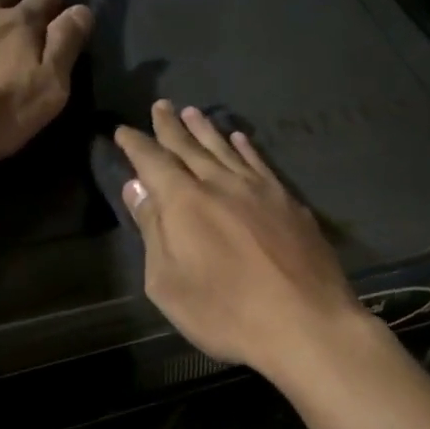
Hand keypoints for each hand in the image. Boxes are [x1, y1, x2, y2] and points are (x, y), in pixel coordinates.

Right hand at [114, 101, 366, 375]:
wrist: (305, 322)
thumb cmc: (226, 312)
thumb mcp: (169, 283)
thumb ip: (153, 230)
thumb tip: (137, 188)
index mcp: (185, 202)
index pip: (153, 161)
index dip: (136, 144)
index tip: (124, 130)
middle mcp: (221, 184)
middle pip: (190, 147)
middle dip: (171, 126)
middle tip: (160, 105)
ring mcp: (260, 189)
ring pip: (226, 149)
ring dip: (206, 130)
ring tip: (193, 112)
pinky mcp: (288, 202)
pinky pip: (260, 163)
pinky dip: (245, 149)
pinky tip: (240, 140)